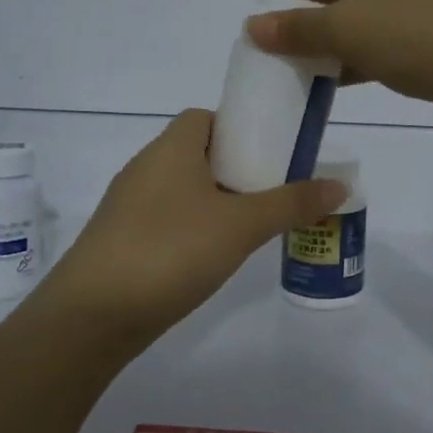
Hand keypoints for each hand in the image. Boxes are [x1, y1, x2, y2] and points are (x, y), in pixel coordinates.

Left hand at [37, 109, 346, 341]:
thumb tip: (340, 184)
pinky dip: (192, 228)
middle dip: (235, 169)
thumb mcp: (241, 225)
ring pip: (182, 189)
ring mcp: (128, 205)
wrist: (92, 315)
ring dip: (215, 201)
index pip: (207, 117)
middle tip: (271, 193)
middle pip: (197, 153)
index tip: (271, 154)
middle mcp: (145, 167)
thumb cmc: (171, 251)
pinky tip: (211, 256)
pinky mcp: (120, 240)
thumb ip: (291, 203)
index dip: (240, 128)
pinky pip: (166, 219)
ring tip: (250, 227)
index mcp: (171, 147)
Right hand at [247, 0, 432, 131]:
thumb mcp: (352, 30)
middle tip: (276, 31)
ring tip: (301, 60)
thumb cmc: (427, 35)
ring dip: (332, 34)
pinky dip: (360, 53)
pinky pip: (387, 37)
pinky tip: (343, 79)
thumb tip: (254, 26)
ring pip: (365, 12)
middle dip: (306, 5)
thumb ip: (300, 29)